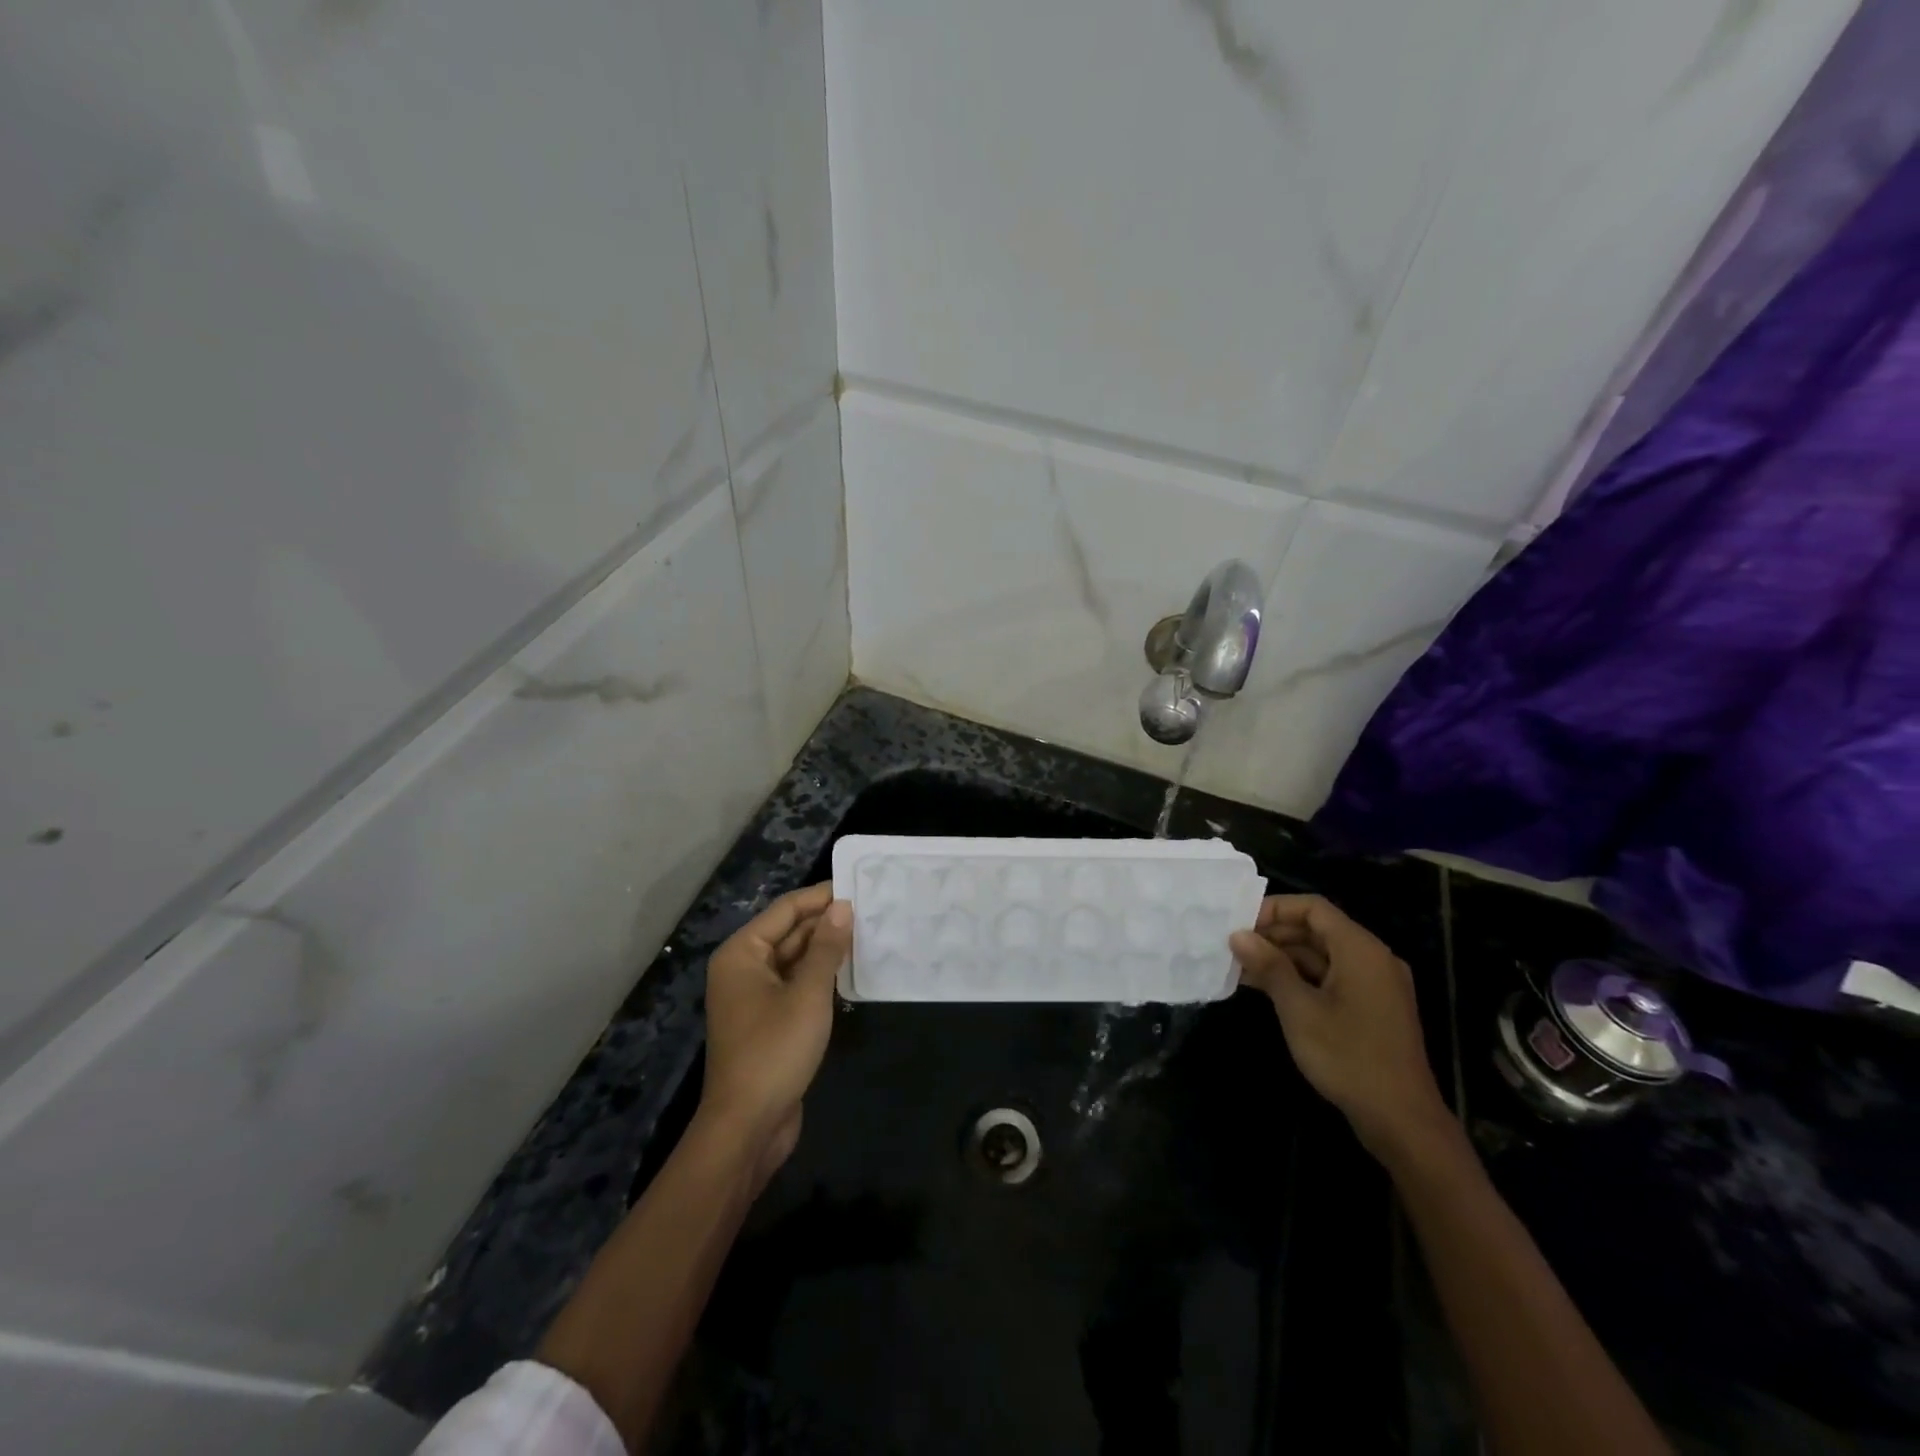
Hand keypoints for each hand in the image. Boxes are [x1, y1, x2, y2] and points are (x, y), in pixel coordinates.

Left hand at [701, 883, 852, 1177]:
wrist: (747, 1126)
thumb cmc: (774, 1051)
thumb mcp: (808, 994)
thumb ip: (826, 947)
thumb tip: (842, 907)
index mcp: (742, 954)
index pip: (785, 910)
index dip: (821, 897)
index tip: (858, 886)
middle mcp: (743, 969)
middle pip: (788, 932)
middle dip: (826, 922)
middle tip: (871, 910)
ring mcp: (754, 997)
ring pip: (794, 959)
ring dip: (825, 949)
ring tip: (867, 933)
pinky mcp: (768, 1021)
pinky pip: (796, 984)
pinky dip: (820, 976)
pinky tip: (850, 970)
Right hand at [1230, 895, 1451, 1161]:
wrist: (1402, 1121)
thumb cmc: (1348, 1057)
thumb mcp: (1299, 1009)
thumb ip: (1269, 966)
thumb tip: (1238, 935)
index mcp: (1360, 950)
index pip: (1313, 908)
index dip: (1274, 910)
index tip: (1239, 924)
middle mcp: (1372, 959)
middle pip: (1317, 930)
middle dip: (1274, 935)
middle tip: (1234, 948)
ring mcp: (1375, 985)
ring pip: (1322, 956)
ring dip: (1283, 959)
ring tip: (1241, 969)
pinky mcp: (1372, 1009)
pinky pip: (1332, 978)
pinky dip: (1300, 979)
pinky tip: (1268, 990)